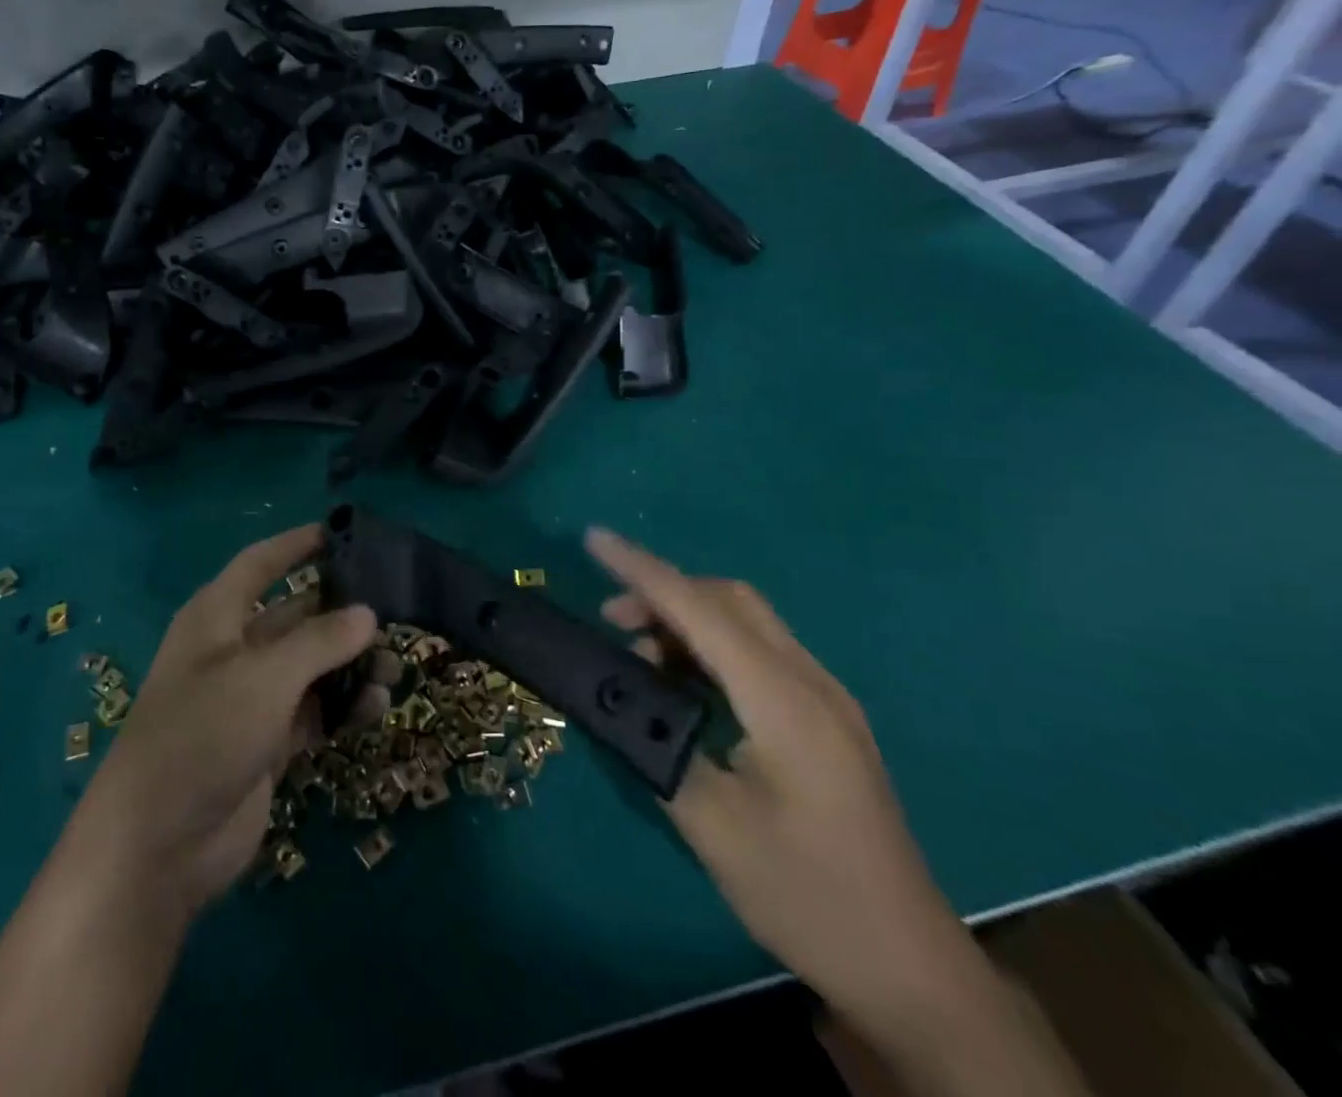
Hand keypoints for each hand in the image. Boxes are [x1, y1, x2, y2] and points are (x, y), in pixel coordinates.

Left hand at [63, 525, 377, 922]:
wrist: (158, 847)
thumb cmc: (202, 736)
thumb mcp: (263, 678)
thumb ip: (319, 641)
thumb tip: (368, 613)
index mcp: (216, 617)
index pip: (260, 564)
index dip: (296, 545)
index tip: (342, 532)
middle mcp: (233, 650)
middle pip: (295, 616)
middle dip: (341, 614)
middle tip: (393, 614)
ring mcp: (250, 699)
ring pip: (310, 666)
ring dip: (349, 665)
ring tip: (392, 671)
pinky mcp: (266, 742)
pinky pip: (313, 710)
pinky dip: (342, 707)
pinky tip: (376, 709)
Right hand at [586, 527, 978, 1031]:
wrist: (909, 966)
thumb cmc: (806, 895)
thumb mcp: (713, 828)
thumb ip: (658, 747)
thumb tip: (615, 697)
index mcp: (782, 700)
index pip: (700, 609)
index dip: (642, 569)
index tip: (594, 537)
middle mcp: (810, 682)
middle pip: (730, 600)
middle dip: (664, 592)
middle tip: (611, 621)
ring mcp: (826, 698)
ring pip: (748, 621)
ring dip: (689, 619)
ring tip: (641, 655)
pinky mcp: (828, 718)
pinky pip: (762, 651)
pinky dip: (713, 646)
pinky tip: (688, 682)